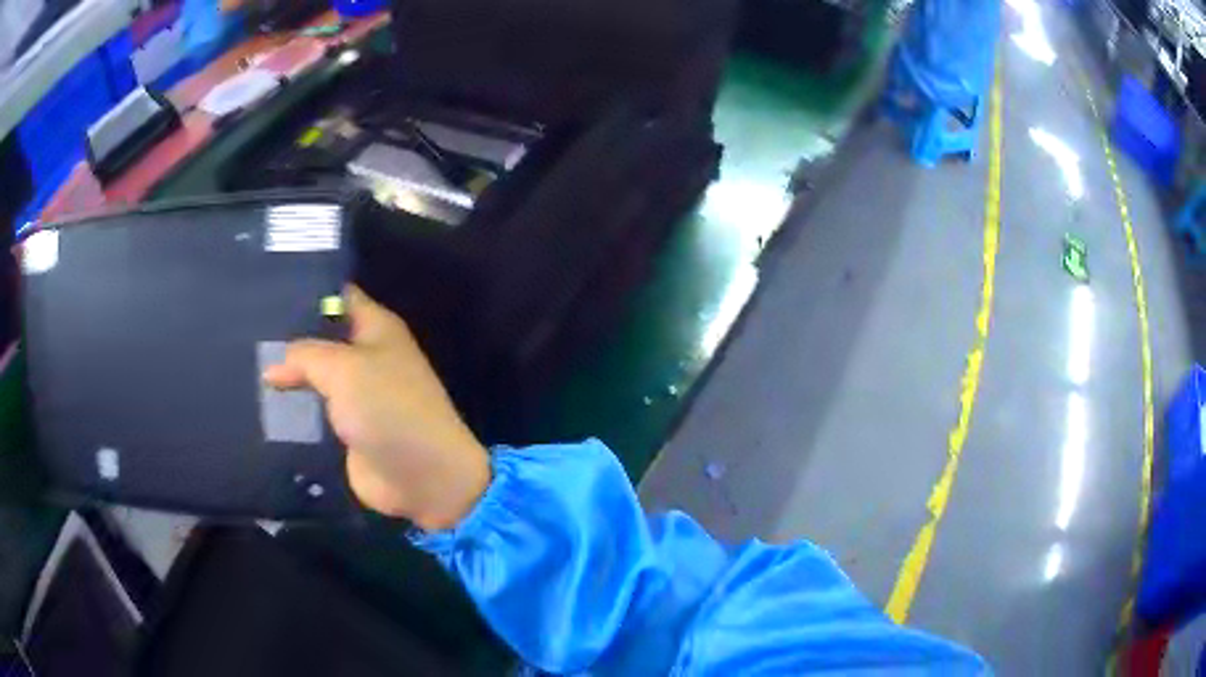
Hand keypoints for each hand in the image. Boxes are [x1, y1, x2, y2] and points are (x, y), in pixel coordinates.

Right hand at [263, 286, 490, 530]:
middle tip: (242, 330)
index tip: (263, 289)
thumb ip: (305, 357)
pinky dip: (293, 409)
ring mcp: (355, 394)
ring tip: (243, 365)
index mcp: (376, 328)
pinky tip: (259, 402)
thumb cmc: (389, 410)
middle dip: (287, 337)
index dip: (304, 291)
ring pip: (313, 376)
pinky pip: (313, 412)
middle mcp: (366, 356)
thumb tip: (272, 366)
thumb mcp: (344, 369)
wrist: (422, 478)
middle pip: (320, 337)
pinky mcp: (346, 429)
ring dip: (286, 376)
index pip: (336, 296)